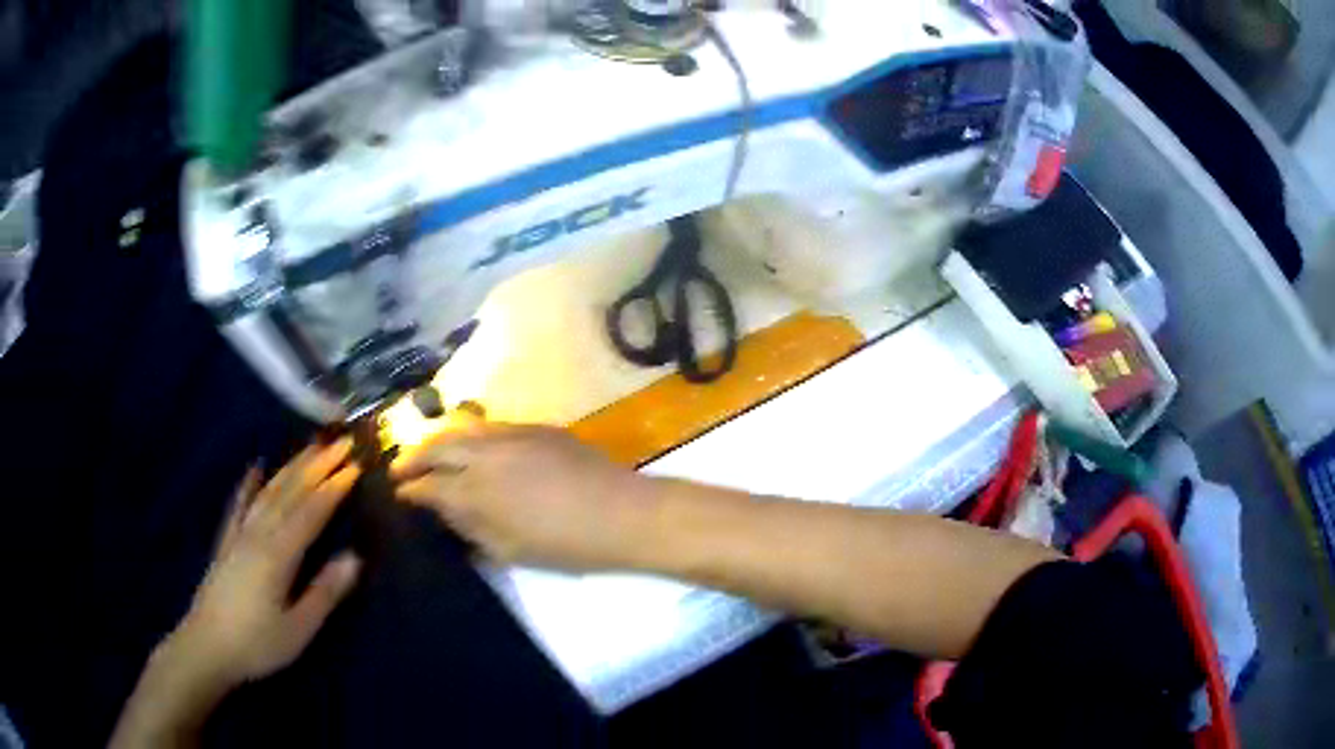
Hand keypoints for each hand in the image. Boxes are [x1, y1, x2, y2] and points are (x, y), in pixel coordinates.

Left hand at [170, 439, 363, 688]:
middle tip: (341, 442)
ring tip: (310, 446)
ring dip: (291, 467)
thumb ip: (324, 592)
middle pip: (290, 492)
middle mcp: (258, 534)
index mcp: (278, 554)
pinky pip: (238, 505)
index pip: (311, 513)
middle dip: (316, 465)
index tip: (356, 465)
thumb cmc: (257, 644)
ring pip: (268, 492)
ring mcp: (239, 534)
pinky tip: (255, 468)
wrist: (206, 647)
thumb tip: (354, 557)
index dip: (333, 488)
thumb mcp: (298, 628)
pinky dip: (248, 484)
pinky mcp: (225, 542)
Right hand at [391, 421, 651, 569]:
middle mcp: (484, 455)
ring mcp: (510, 435)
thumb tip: (444, 511)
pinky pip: (489, 426)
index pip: (429, 487)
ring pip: (460, 429)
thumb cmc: (566, 545)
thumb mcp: (509, 550)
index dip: (410, 491)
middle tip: (399, 469)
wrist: (622, 513)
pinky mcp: (534, 427)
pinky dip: (469, 434)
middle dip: (413, 458)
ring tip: (427, 453)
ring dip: (437, 440)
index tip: (399, 494)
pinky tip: (468, 444)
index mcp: (475, 492)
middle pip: (437, 447)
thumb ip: (470, 527)